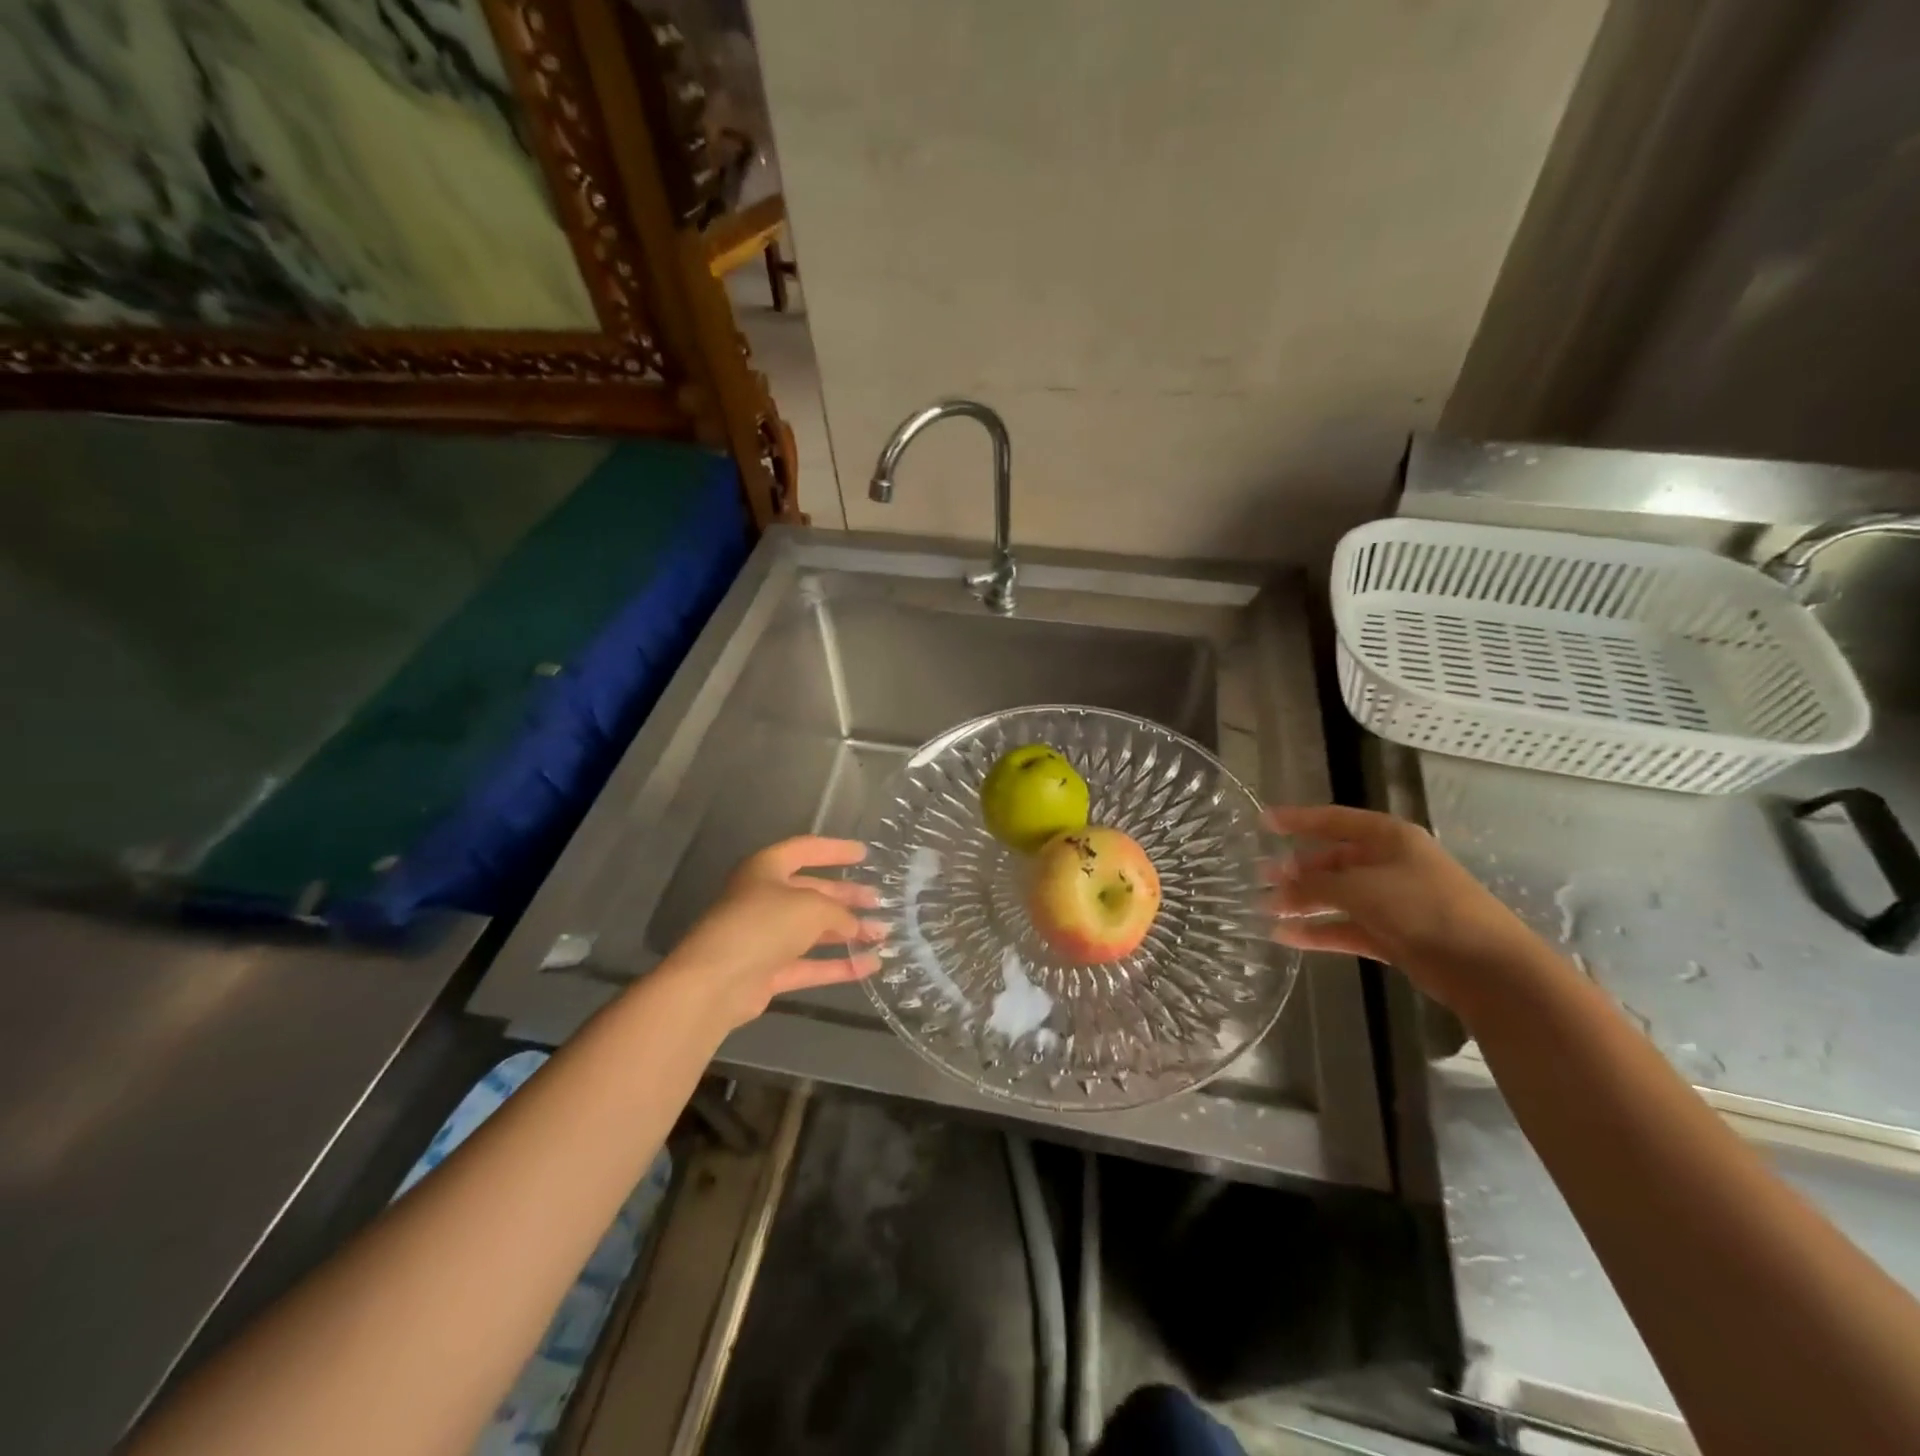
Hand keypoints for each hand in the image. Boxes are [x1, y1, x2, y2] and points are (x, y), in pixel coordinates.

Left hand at [660, 836, 885, 1029]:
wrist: (716, 982)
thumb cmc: (763, 925)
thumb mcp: (812, 907)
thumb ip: (839, 912)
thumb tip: (854, 925)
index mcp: (766, 869)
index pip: (806, 850)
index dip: (836, 850)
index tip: (864, 854)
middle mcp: (763, 898)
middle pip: (812, 892)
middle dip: (846, 896)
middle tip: (879, 901)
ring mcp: (765, 937)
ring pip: (812, 930)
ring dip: (847, 932)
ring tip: (882, 934)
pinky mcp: (768, 971)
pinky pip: (809, 964)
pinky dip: (838, 965)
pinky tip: (870, 966)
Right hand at [1265, 804, 1546, 1013]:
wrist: (1486, 967)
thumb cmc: (1423, 907)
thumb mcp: (1360, 888)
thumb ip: (1314, 885)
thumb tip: (1276, 887)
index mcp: (1389, 837)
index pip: (1333, 820)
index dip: (1297, 820)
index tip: (1262, 822)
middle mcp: (1389, 864)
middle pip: (1333, 860)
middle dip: (1296, 869)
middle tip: (1260, 877)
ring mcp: (1392, 901)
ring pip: (1337, 896)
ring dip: (1303, 902)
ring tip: (1265, 908)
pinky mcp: (1393, 936)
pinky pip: (1346, 928)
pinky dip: (1318, 931)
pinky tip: (1286, 937)